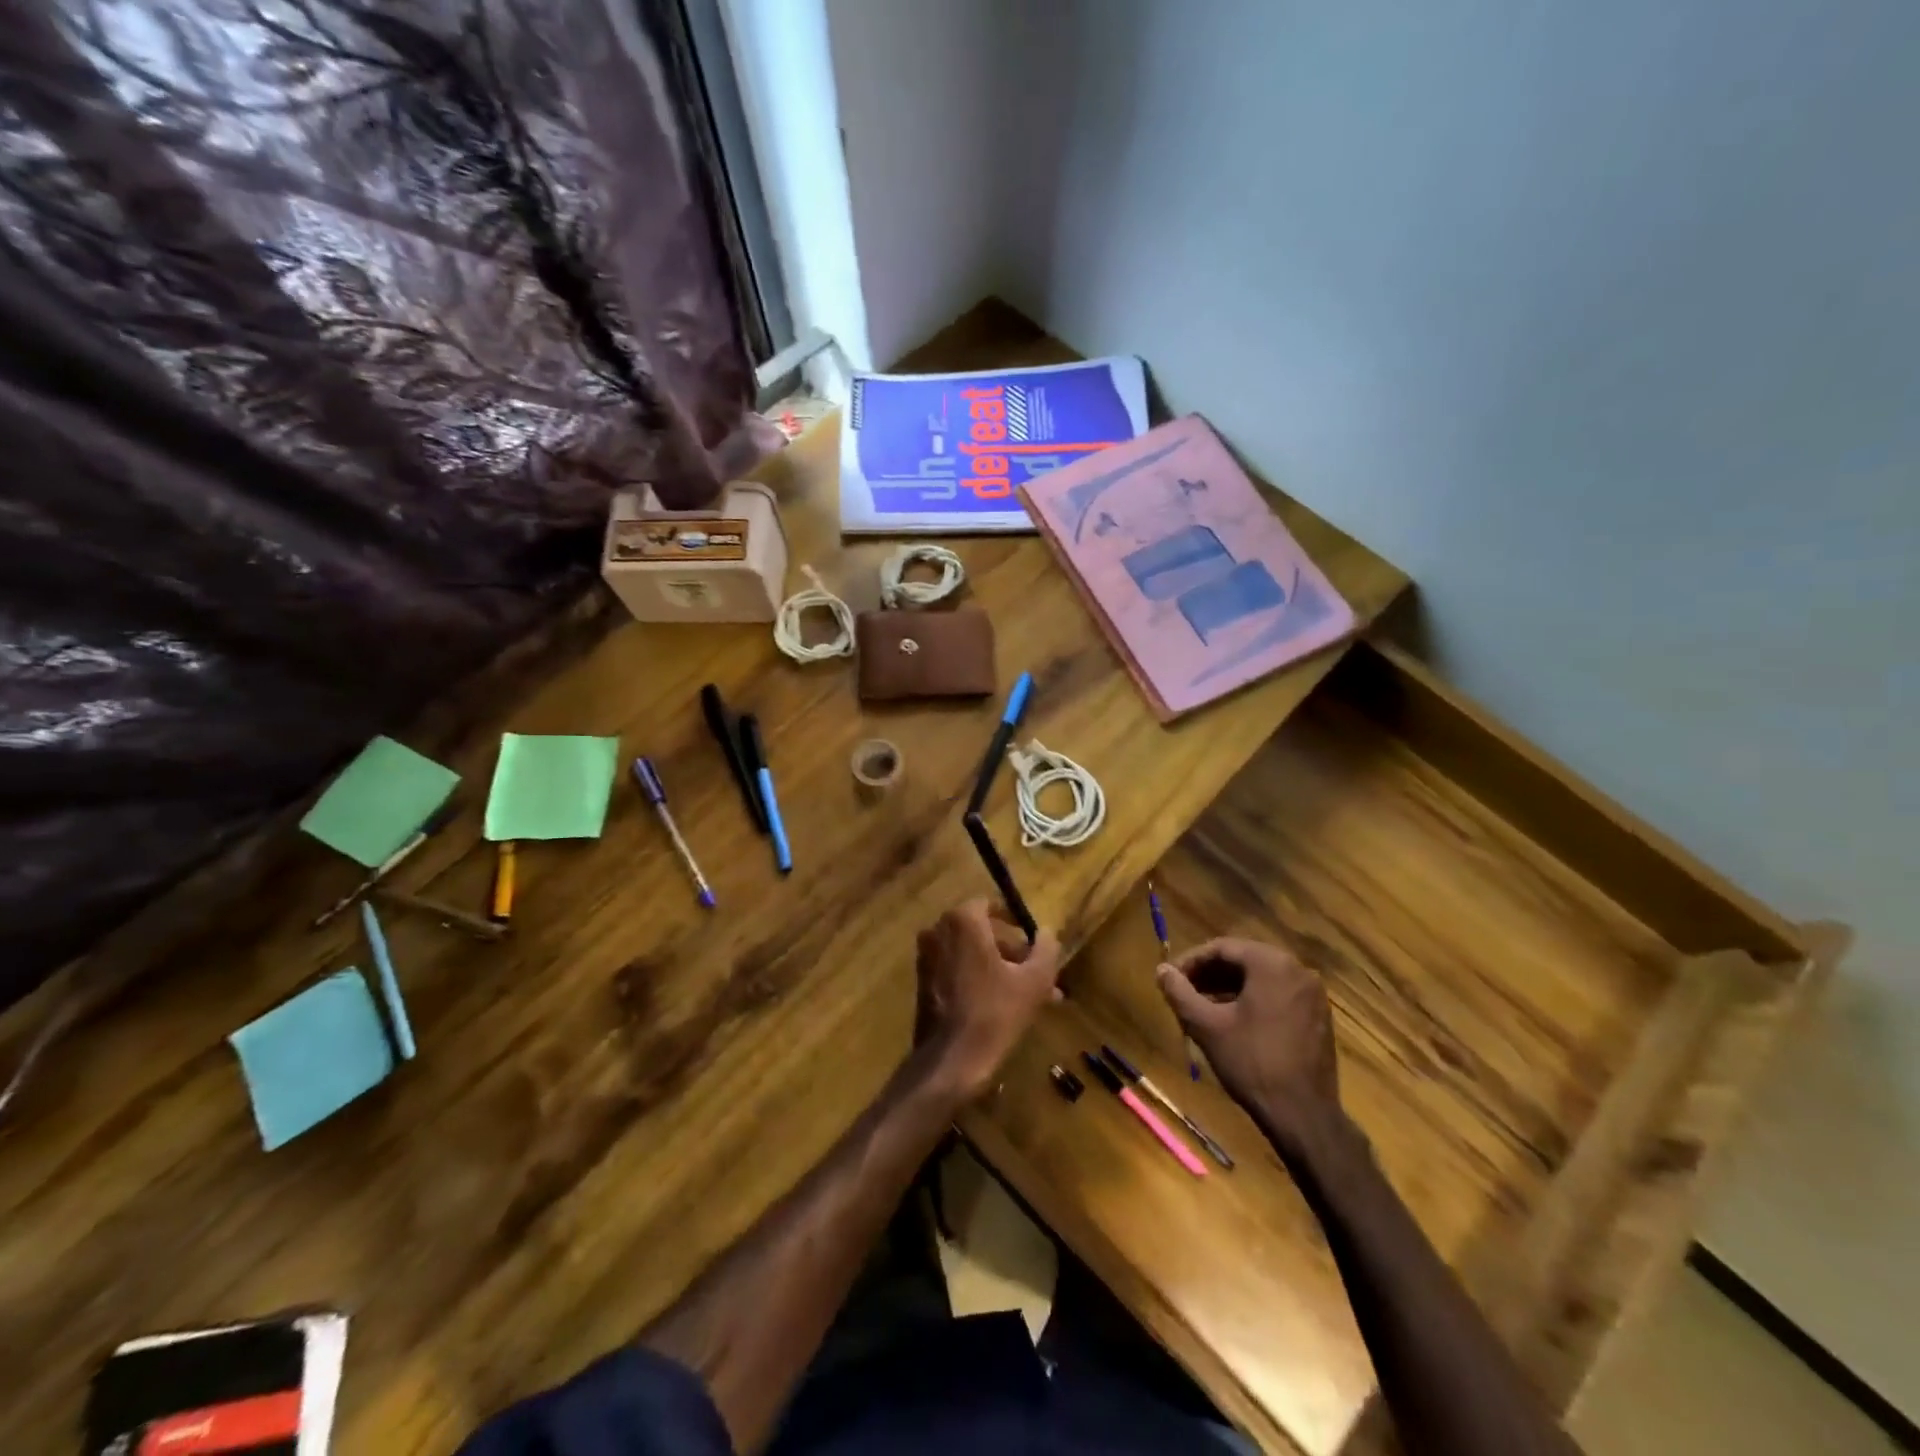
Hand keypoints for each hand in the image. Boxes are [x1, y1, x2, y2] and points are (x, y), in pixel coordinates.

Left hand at [914, 899, 1062, 1100]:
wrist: (950, 1061)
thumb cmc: (995, 1014)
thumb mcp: (1034, 981)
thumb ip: (1045, 949)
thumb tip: (1048, 932)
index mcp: (962, 921)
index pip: (990, 905)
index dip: (1015, 921)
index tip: (1033, 941)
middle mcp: (938, 931)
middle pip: (982, 933)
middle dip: (1013, 952)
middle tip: (1040, 975)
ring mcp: (927, 958)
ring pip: (972, 955)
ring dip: (1001, 969)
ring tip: (1033, 998)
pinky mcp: (923, 983)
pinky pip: (957, 971)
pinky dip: (980, 980)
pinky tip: (1006, 1007)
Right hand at [1158, 938, 1340, 1144]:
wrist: (1303, 1115)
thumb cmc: (1251, 1062)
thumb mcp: (1206, 1026)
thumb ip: (1179, 992)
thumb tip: (1162, 970)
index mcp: (1272, 964)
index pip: (1223, 947)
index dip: (1192, 960)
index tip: (1172, 978)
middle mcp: (1298, 970)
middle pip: (1243, 960)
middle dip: (1210, 974)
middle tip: (1185, 991)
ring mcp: (1312, 994)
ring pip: (1261, 978)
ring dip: (1229, 987)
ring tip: (1203, 1007)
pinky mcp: (1318, 1017)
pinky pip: (1278, 994)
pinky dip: (1252, 999)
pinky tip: (1232, 1020)